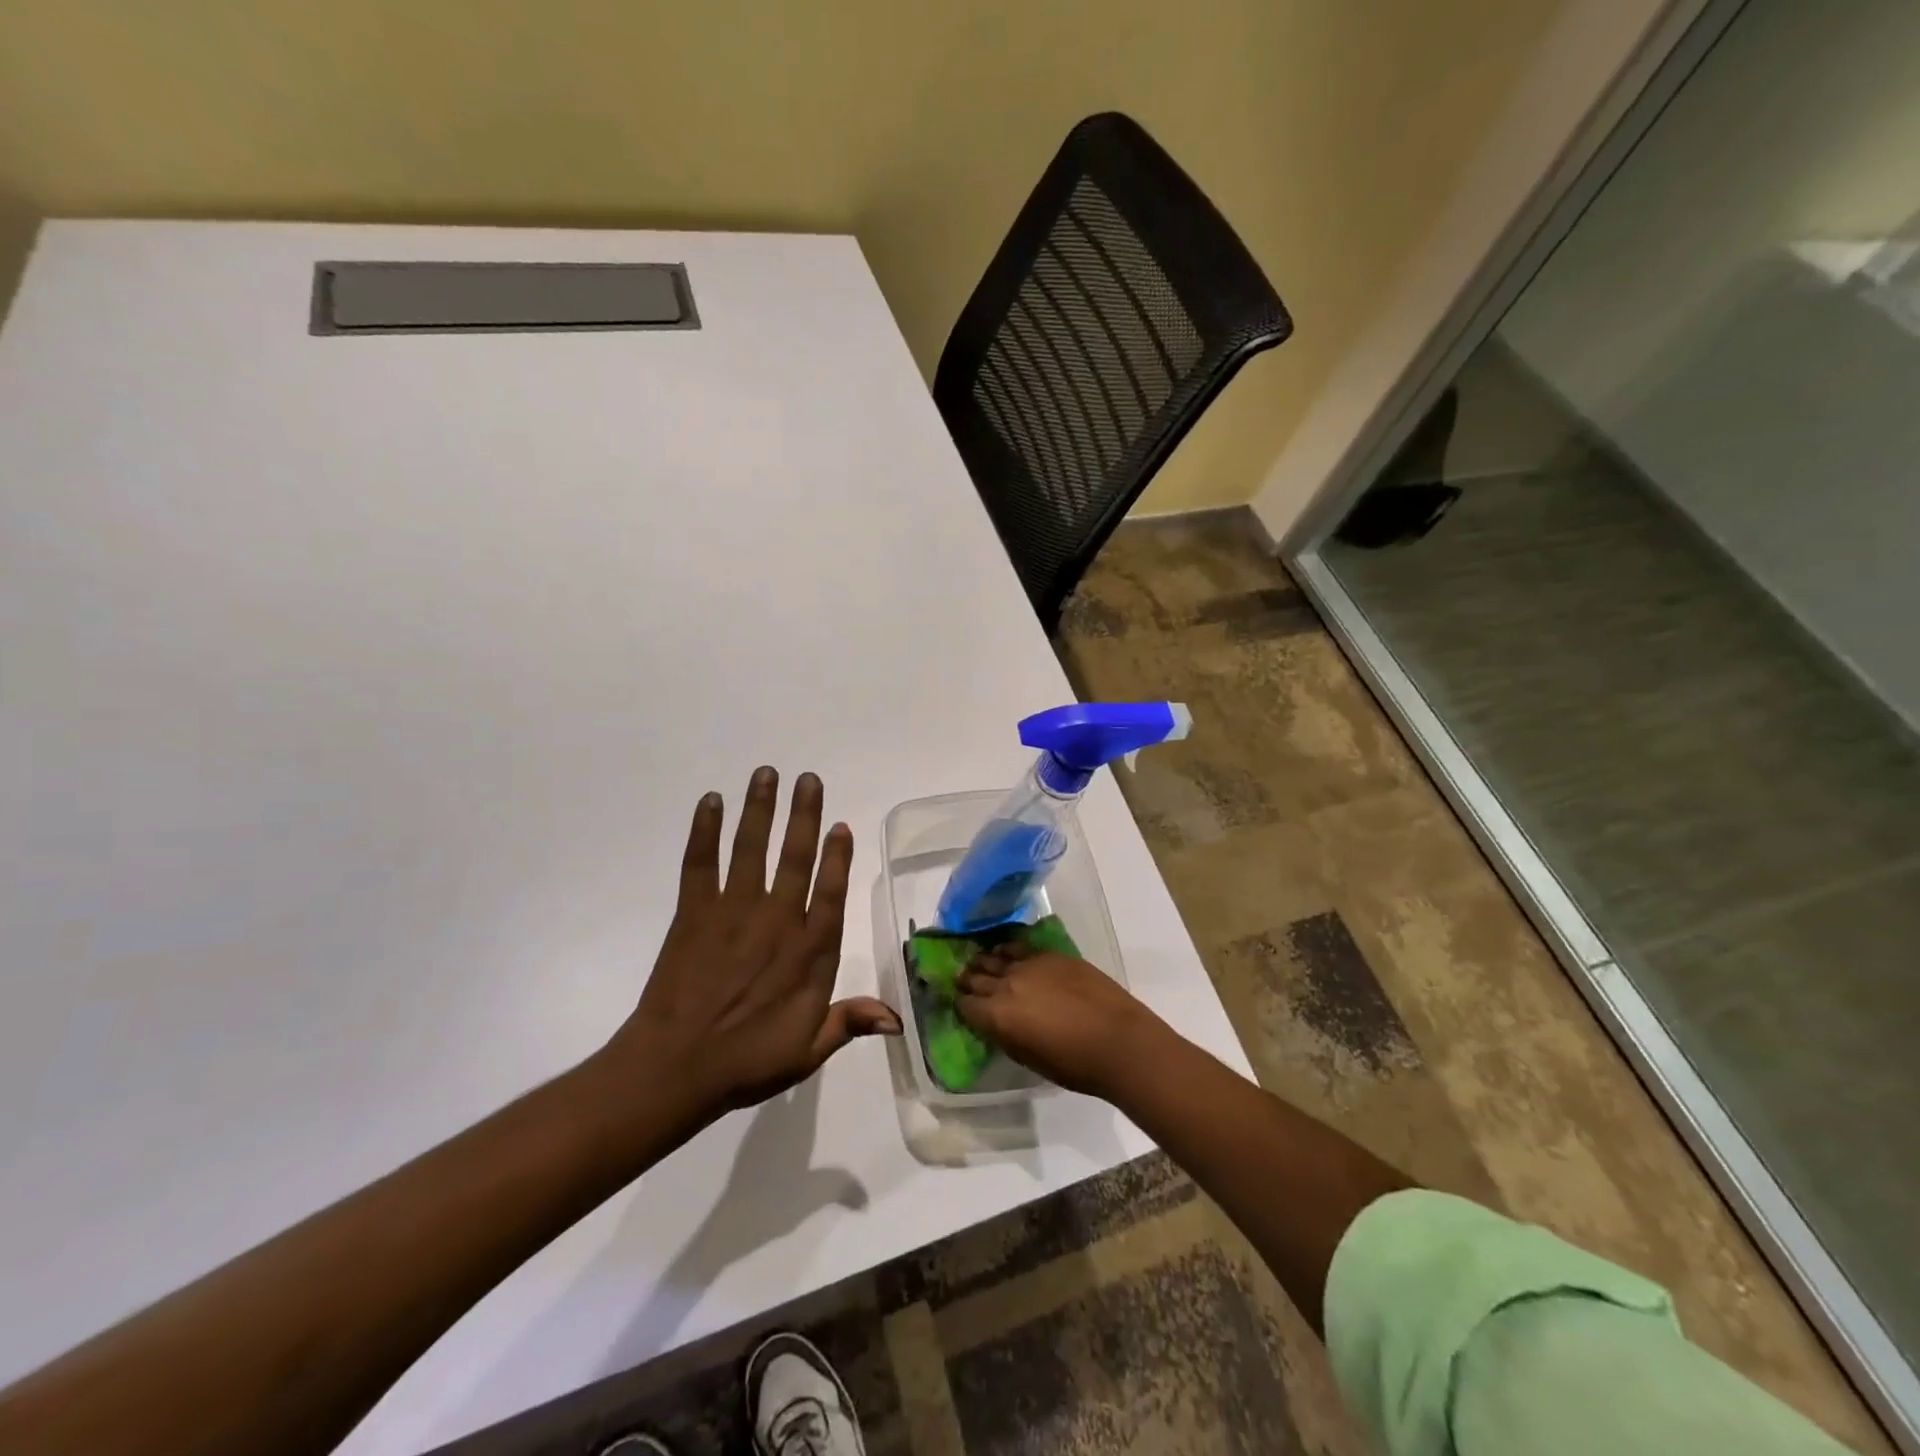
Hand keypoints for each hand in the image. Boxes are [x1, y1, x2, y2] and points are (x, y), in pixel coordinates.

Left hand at [601, 767, 900, 1126]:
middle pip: (794, 858)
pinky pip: (700, 864)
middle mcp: (777, 921)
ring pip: (751, 850)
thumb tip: (898, 1018)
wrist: (676, 1069)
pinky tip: (710, 802)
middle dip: (803, 815)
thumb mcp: (808, 1051)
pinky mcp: (693, 913)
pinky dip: (704, 831)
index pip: (830, 893)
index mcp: (809, 952)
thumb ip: (849, 1022)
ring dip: (760, 809)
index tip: (841, 826)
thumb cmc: (747, 1061)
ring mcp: (733, 912)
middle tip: (808, 779)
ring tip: (766, 774)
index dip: (837, 858)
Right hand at [956, 943, 1166, 1097]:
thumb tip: (995, 1023)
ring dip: (985, 961)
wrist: (1118, 1041)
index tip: (961, 1004)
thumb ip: (1006, 1035)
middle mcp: (1006, 984)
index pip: (966, 1004)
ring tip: (981, 962)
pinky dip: (1008, 948)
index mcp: (997, 1016)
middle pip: (976, 977)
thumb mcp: (1029, 1058)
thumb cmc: (1074, 1065)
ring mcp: (1029, 964)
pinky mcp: (1051, 954)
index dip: (961, 1004)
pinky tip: (1006, 949)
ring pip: (995, 956)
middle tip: (964, 981)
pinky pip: (1019, 945)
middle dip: (968, 980)